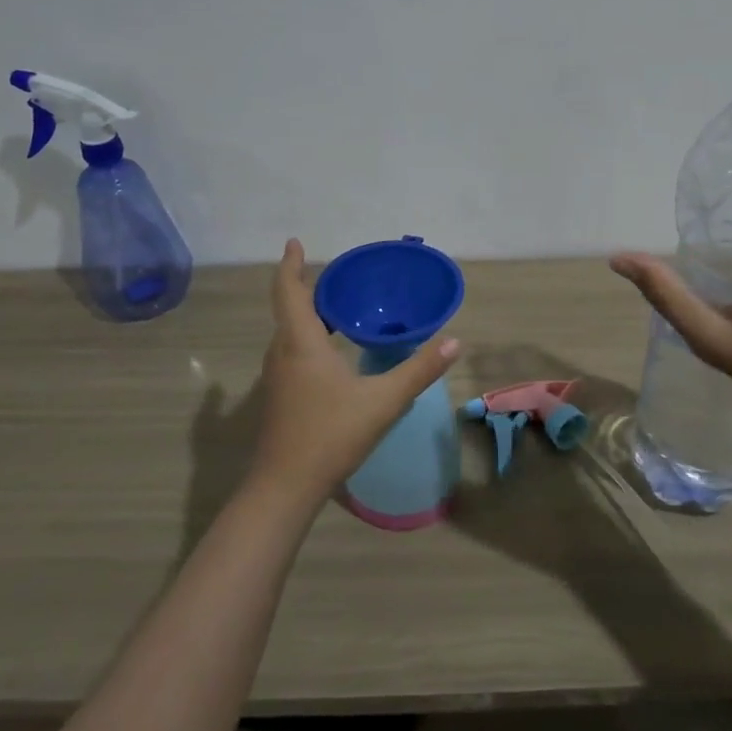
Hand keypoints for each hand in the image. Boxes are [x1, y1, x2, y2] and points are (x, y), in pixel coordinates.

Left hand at [250, 239, 461, 504]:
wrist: (286, 486)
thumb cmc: (331, 434)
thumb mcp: (384, 401)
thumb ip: (419, 370)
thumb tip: (454, 342)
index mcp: (300, 342)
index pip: (288, 290)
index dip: (289, 264)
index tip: (294, 243)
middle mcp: (282, 352)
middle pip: (289, 309)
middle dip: (307, 287)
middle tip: (338, 277)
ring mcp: (277, 376)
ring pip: (289, 332)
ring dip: (307, 314)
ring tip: (338, 308)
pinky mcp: (280, 396)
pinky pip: (291, 351)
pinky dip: (307, 337)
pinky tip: (331, 352)